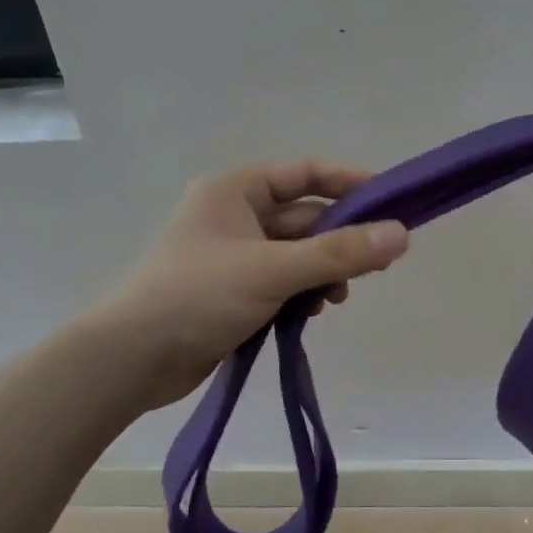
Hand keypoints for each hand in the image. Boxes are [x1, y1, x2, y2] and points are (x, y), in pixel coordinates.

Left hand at [101, 160, 407, 409]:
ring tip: (336, 298)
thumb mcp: (273, 270)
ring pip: (296, 253)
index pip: (305, 173)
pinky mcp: (232, 291)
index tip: (390, 202)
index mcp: (235, 191)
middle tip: (376, 263)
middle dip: (339, 240)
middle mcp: (234, 215)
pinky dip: (302, 292)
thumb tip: (402, 235)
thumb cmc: (198, 297)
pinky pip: (281, 281)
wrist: (130, 360)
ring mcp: (232, 256)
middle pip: (304, 217)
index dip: (349, 183)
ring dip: (323, 271)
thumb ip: (339, 253)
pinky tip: (313, 313)